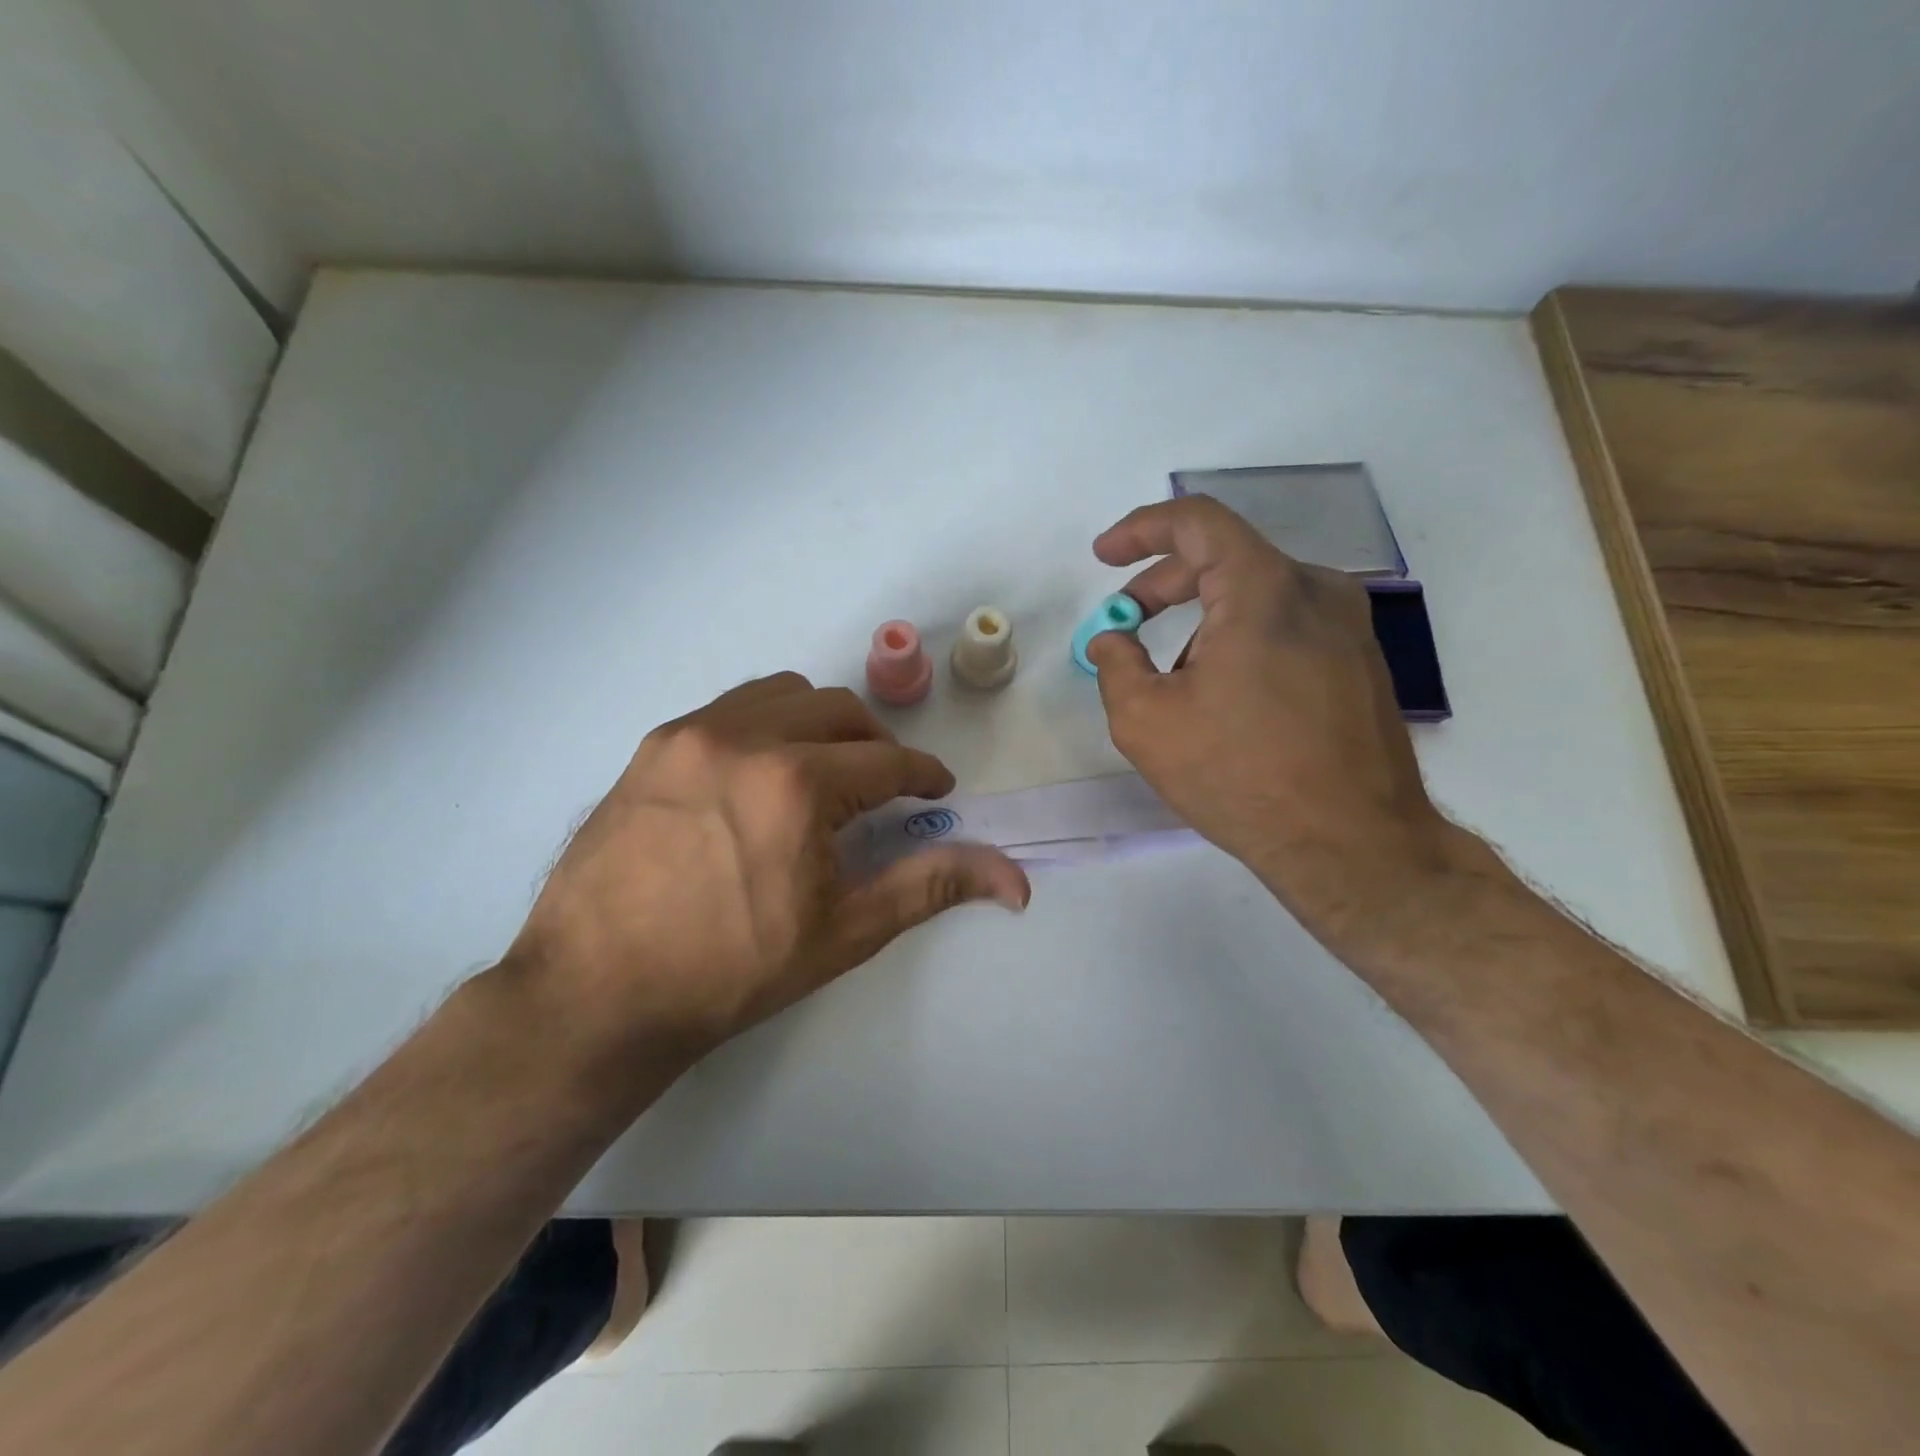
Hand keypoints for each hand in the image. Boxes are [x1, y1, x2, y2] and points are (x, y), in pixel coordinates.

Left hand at [505, 673, 1028, 1069]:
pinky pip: (732, 707)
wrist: (596, 992)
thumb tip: (1015, 879)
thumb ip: (931, 885)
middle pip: (840, 710)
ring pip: (785, 693)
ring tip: (824, 771)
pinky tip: (762, 773)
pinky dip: (768, 723)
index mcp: (796, 783)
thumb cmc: (732, 971)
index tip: (937, 791)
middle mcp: (744, 736)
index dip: (923, 775)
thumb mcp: (845, 931)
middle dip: (877, 744)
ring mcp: (691, 733)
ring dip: (821, 723)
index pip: (887, 762)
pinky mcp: (655, 745)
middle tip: (884, 787)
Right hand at [1086, 495, 1465, 950]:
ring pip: (1258, 595)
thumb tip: (1111, 638)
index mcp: (1264, 589)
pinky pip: (1288, 625)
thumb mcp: (1146, 721)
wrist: (1352, 844)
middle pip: (1226, 557)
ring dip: (1203, 621)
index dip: (1141, 529)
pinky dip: (1243, 639)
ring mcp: (1348, 626)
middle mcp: (1317, 590)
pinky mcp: (1361, 661)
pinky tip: (1225, 696)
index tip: (1104, 555)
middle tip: (1125, 621)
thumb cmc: (1240, 775)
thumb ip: (1115, 664)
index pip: (1197, 522)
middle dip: (1163, 584)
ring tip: (1174, 681)